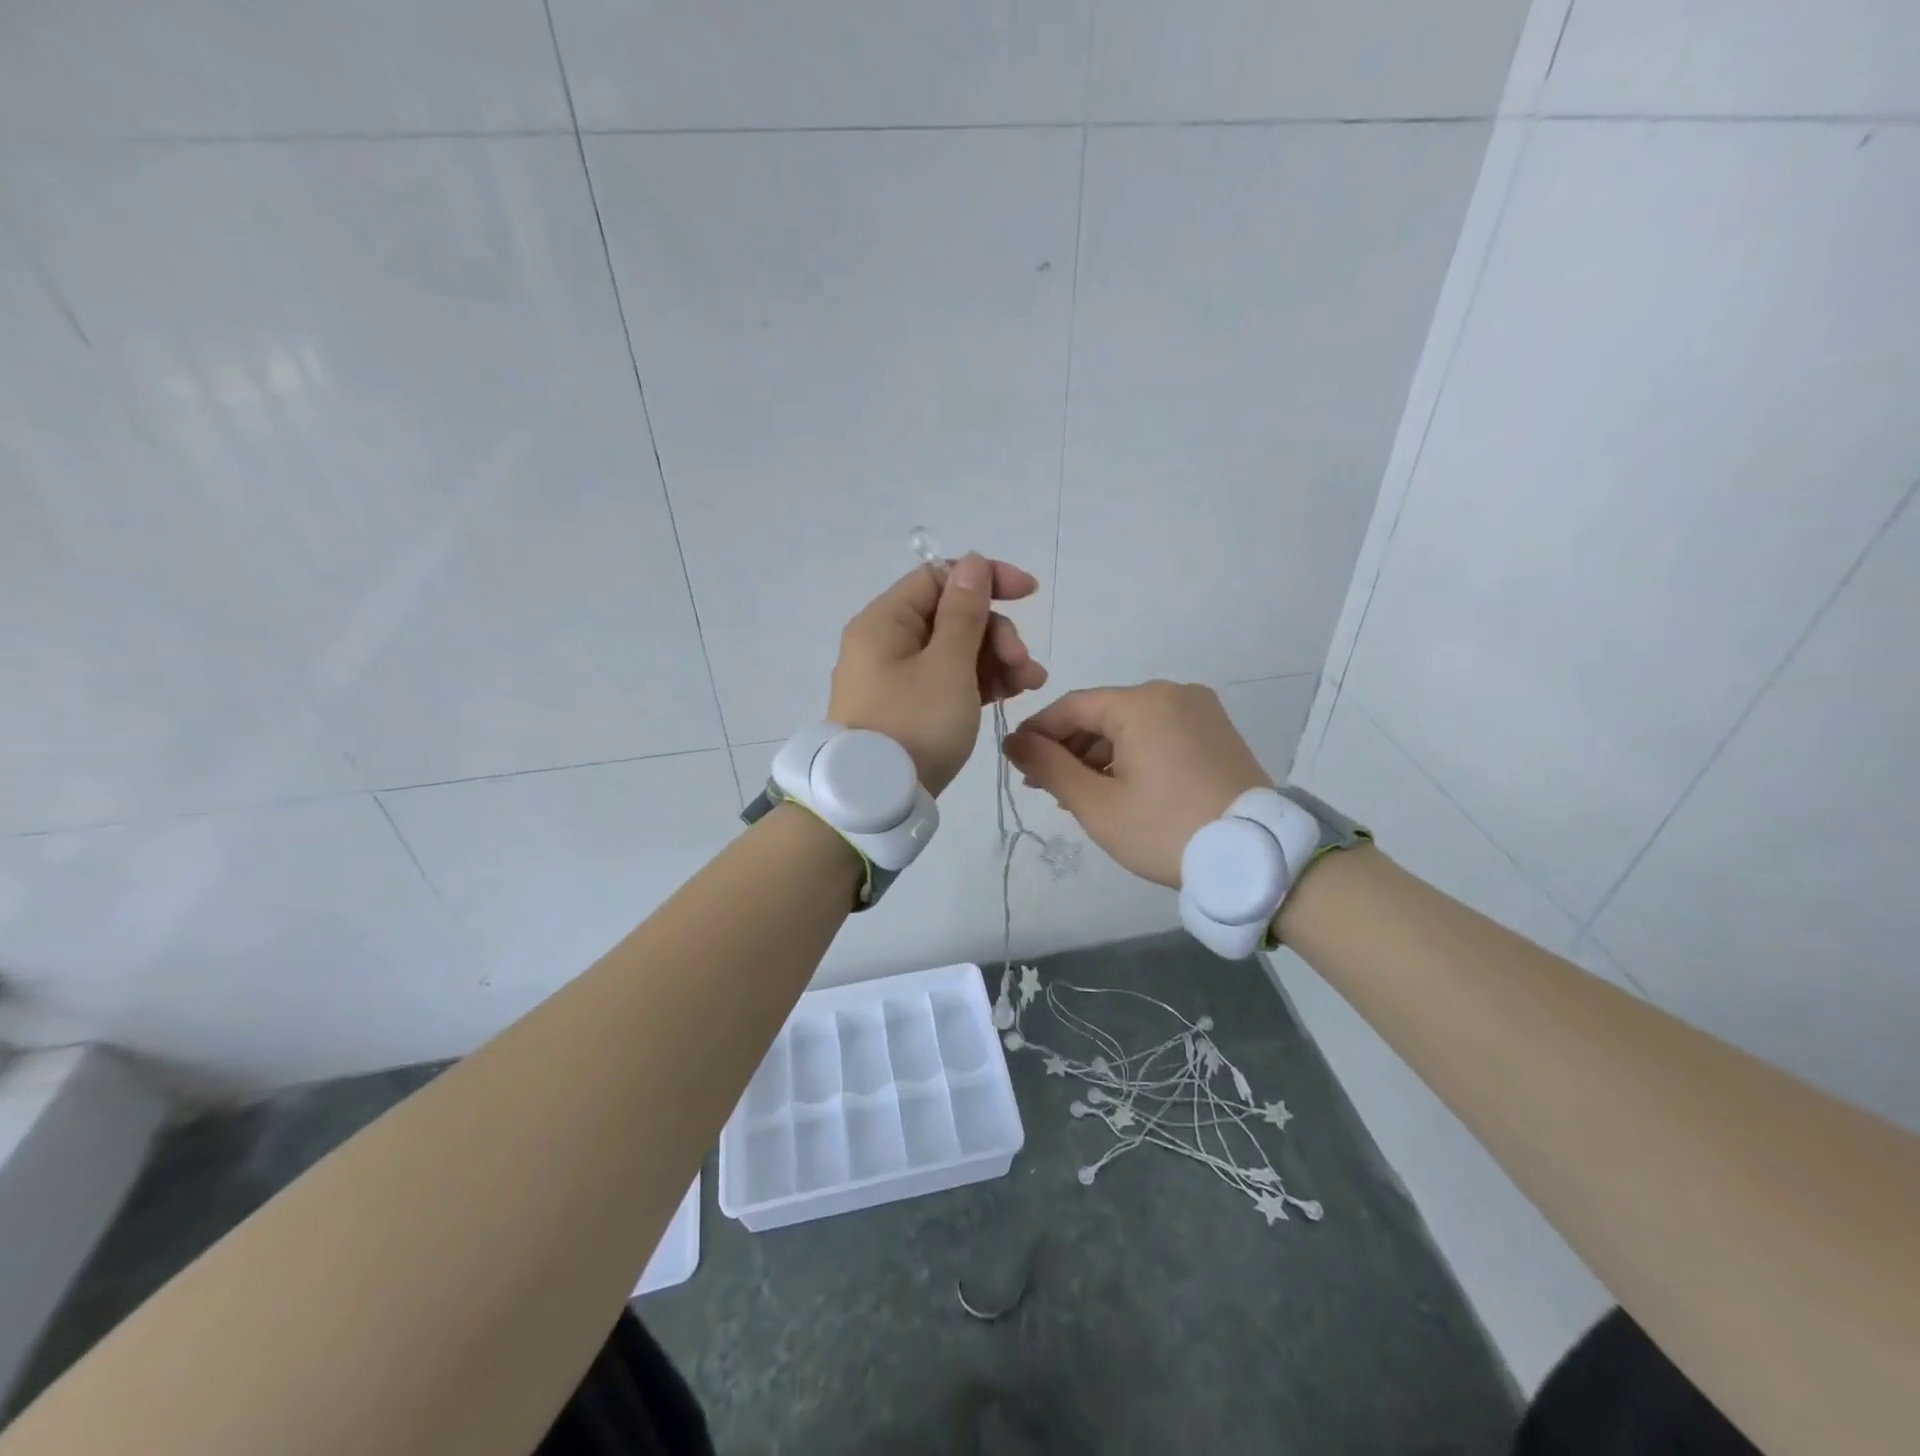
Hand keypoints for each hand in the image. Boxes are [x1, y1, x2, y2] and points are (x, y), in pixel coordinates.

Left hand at [828, 553, 1046, 795]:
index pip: (939, 578)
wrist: (876, 800)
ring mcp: (896, 677)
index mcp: (885, 621)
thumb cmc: (914, 725)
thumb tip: (973, 562)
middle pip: (951, 616)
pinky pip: (948, 679)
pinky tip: (1011, 694)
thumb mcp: (947, 666)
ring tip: (1031, 685)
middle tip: (1023, 665)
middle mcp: (886, 642)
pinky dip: (978, 682)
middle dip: (995, 633)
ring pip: (954, 651)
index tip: (1027, 593)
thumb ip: (965, 612)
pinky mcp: (908, 706)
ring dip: (996, 660)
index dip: (986, 579)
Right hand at [1003, 681, 1269, 886]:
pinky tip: (1116, 787)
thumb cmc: (1165, 830)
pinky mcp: (1215, 731)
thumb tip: (1014, 742)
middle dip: (1068, 748)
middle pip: (1102, 714)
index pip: (1072, 706)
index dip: (1038, 731)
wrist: (1254, 858)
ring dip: (1098, 755)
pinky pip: (1158, 733)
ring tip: (1076, 794)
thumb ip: (1049, 766)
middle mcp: (1172, 693)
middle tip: (1042, 786)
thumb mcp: (1097, 804)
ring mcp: (1199, 710)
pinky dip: (1131, 755)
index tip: (1015, 760)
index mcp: (1142, 703)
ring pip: (1130, 725)